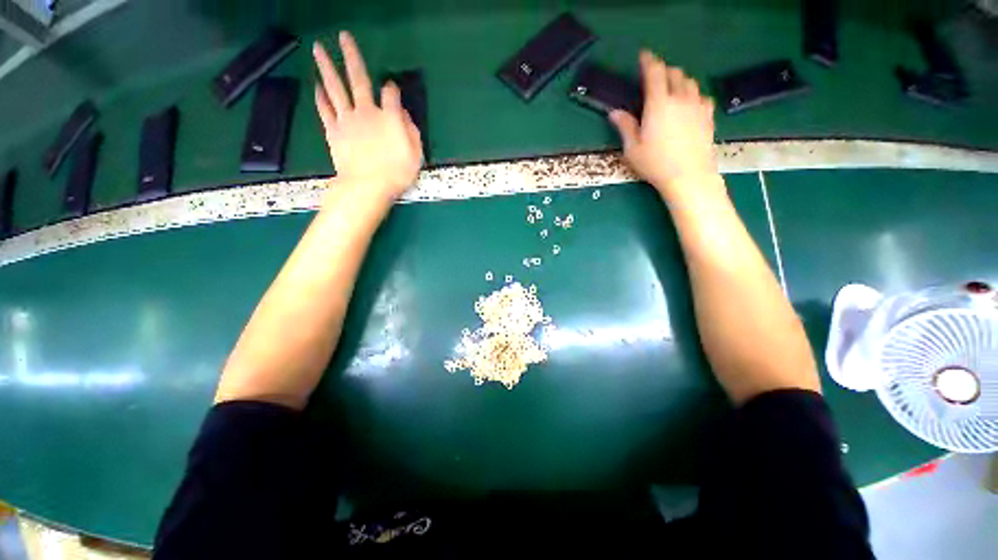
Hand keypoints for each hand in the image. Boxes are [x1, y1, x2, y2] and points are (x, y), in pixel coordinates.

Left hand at [313, 32, 422, 202]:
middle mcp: (366, 112)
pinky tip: (317, 86)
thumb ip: (411, 132)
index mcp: (389, 117)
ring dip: (327, 67)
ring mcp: (347, 120)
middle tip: (343, 37)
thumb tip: (404, 116)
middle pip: (358, 79)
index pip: (391, 94)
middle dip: (352, 56)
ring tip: (318, 49)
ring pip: (336, 88)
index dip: (392, 90)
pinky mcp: (333, 131)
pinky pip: (325, 110)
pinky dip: (320, 97)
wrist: (367, 186)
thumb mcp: (415, 155)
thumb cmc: (396, 173)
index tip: (392, 90)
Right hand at [609, 51, 719, 198]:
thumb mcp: (633, 149)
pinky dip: (693, 95)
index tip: (643, 56)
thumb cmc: (655, 164)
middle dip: (664, 71)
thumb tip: (615, 113)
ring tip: (671, 90)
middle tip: (655, 79)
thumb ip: (625, 127)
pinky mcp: (708, 116)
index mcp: (658, 104)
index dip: (648, 61)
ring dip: (679, 81)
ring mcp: (697, 106)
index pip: (654, 72)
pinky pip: (702, 96)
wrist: (688, 176)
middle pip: (674, 73)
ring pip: (689, 82)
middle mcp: (680, 98)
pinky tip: (688, 105)